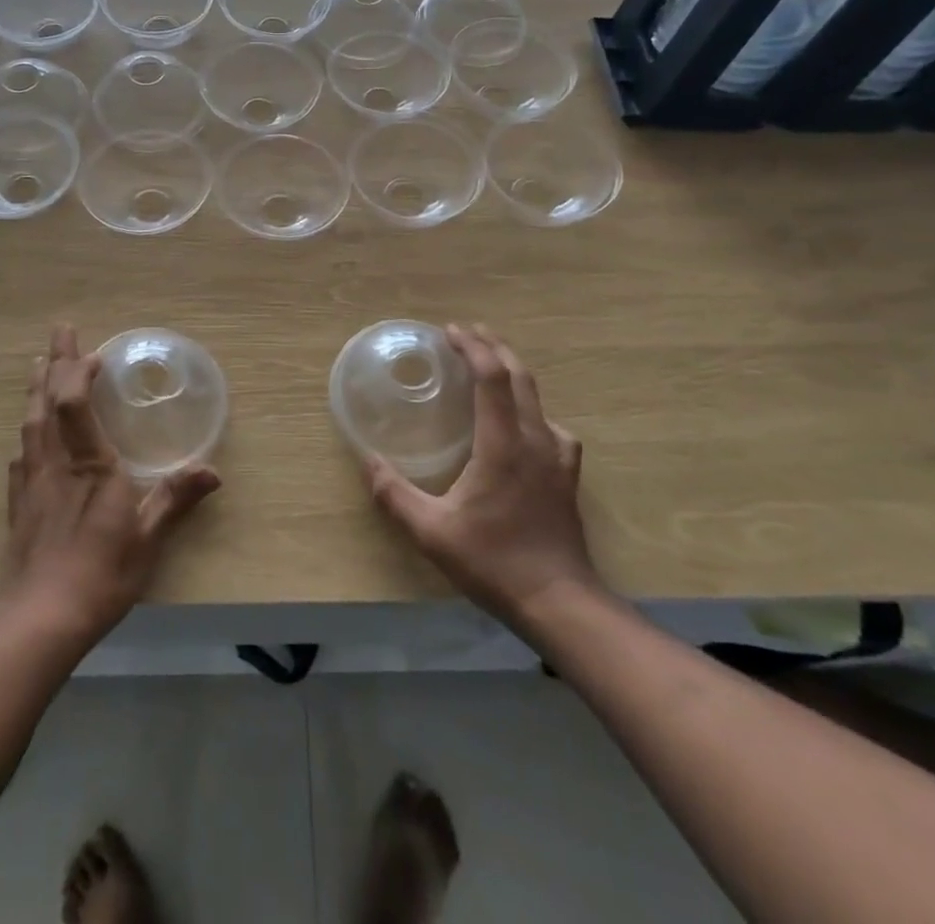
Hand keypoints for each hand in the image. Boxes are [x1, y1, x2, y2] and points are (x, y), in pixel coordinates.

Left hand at [0, 325, 220, 651]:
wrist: (38, 621)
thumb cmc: (100, 575)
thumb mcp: (147, 538)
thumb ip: (175, 499)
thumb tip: (212, 471)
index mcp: (89, 464)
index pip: (75, 402)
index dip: (80, 371)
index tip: (95, 353)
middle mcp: (56, 463)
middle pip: (48, 401)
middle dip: (54, 362)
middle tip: (60, 331)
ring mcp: (32, 482)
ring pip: (30, 423)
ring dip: (35, 389)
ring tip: (37, 366)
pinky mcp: (19, 505)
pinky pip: (21, 455)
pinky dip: (27, 432)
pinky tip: (27, 435)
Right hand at [363, 324, 601, 630]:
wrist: (559, 602)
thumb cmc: (494, 562)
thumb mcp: (432, 532)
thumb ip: (394, 495)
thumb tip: (368, 462)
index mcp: (503, 444)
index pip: (492, 377)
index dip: (473, 348)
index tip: (451, 331)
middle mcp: (535, 439)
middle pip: (519, 376)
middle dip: (493, 348)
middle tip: (467, 334)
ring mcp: (557, 457)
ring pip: (538, 398)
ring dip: (513, 373)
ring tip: (490, 368)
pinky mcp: (567, 475)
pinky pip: (552, 426)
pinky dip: (532, 409)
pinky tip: (524, 425)